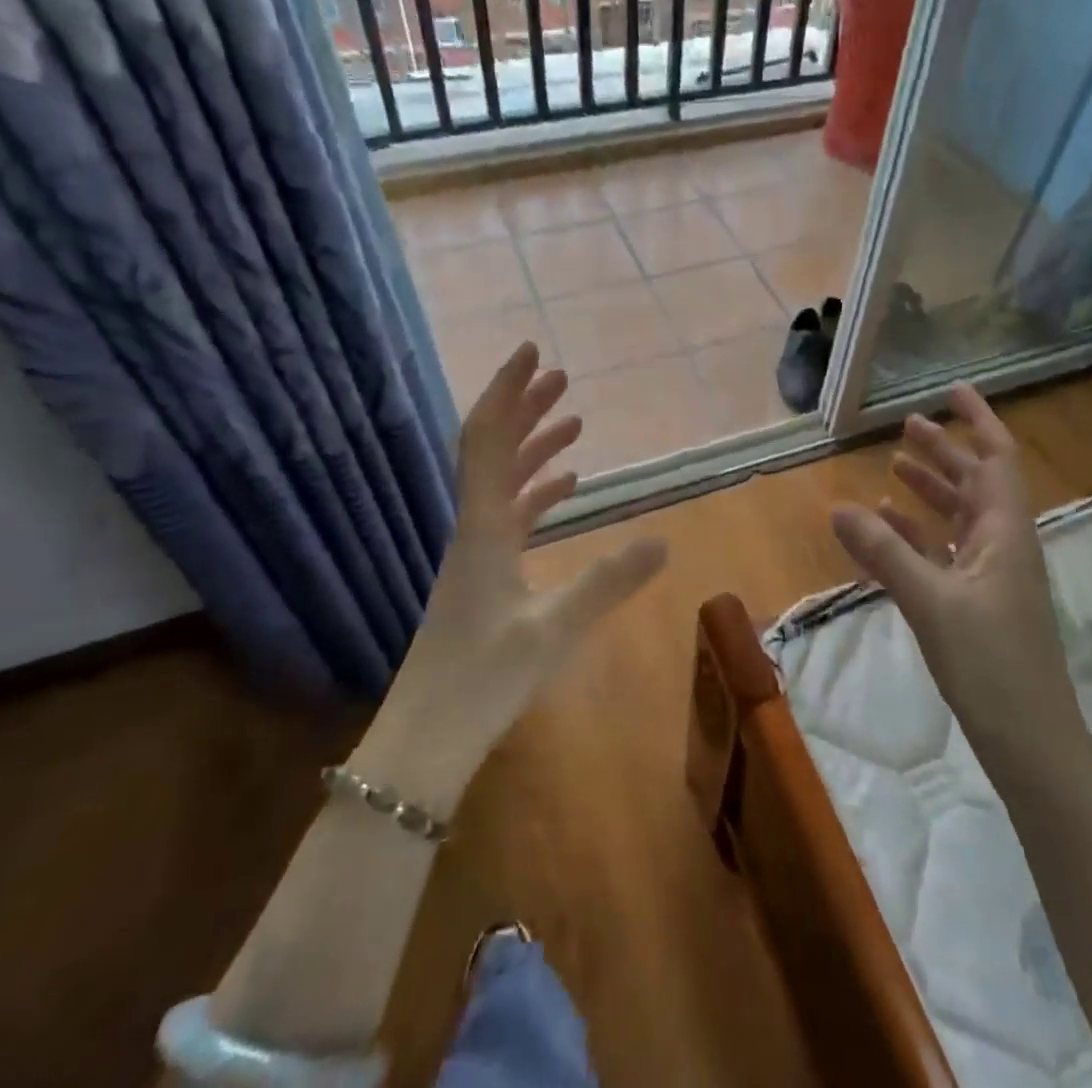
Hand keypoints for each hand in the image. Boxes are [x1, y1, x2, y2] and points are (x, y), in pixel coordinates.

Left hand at [354, 343, 667, 810]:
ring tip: (572, 419)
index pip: (488, 439)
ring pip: (504, 479)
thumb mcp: (554, 630)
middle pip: (494, 448)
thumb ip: (609, 582)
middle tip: (561, 376)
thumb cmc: (482, 681)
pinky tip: (567, 485)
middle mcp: (475, 526)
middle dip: (525, 407)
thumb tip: (663, 539)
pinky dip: (538, 490)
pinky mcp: (486, 573)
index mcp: (483, 527)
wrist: (427, 739)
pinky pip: (512, 514)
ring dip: (534, 444)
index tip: (530, 352)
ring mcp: (477, 550)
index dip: (507, 391)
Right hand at [829, 384, 1082, 754]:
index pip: (996, 458)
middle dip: (944, 450)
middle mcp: (1002, 543)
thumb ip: (883, 552)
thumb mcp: (930, 601)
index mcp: (1004, 531)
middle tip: (908, 425)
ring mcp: (991, 574)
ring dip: (930, 489)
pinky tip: (889, 525)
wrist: (1029, 739)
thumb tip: (837, 506)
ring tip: (893, 465)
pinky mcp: (977, 602)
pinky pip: (945, 551)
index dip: (978, 420)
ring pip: (958, 516)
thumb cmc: (990, 662)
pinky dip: (918, 533)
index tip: (952, 390)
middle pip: (974, 482)